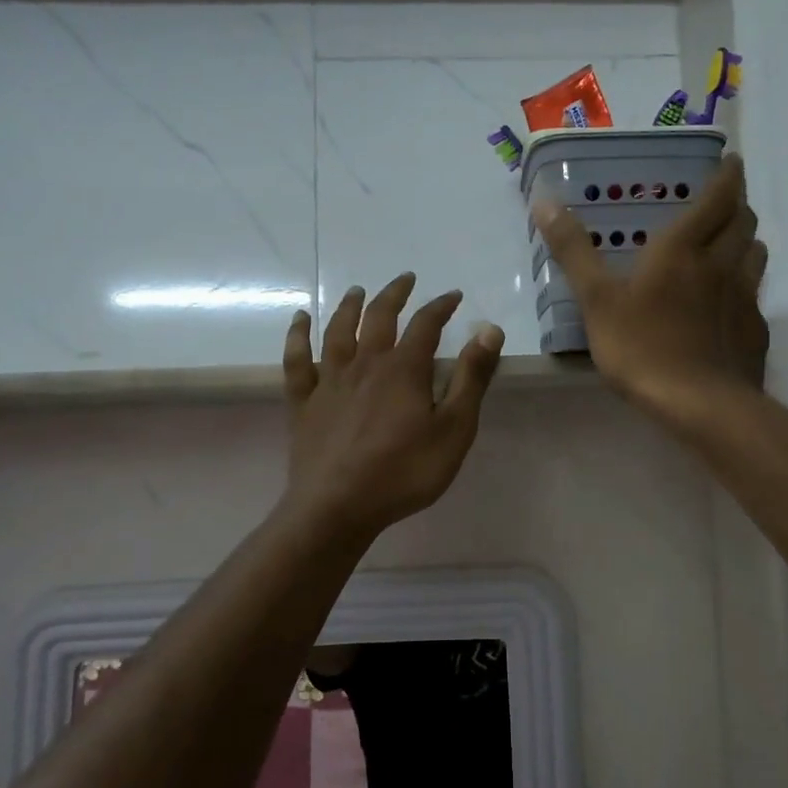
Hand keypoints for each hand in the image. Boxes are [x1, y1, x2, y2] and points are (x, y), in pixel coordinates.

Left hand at [281, 273, 503, 536]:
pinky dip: (298, 336)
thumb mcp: (454, 429)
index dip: (441, 306)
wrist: (338, 507)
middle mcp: (365, 364)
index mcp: (403, 369)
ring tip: (357, 291)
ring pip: (338, 331)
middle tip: (406, 279)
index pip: (426, 324)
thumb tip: (489, 329)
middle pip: (379, 317)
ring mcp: (330, 381)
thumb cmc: (404, 471)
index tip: (454, 296)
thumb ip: (472, 378)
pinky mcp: (304, 402)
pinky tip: (299, 320)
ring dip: (349, 306)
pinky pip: (297, 360)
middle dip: (394, 294)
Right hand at [533, 153, 768, 421]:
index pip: (718, 197)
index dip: (728, 175)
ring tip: (731, 244)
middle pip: (743, 221)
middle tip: (723, 203)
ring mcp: (744, 298)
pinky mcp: (755, 330)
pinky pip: (756, 294)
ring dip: (746, 240)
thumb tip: (545, 202)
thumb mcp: (596, 299)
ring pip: (756, 254)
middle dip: (737, 205)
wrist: (698, 404)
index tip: (732, 160)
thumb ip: (574, 251)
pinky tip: (730, 302)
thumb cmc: (641, 347)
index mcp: (684, 248)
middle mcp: (721, 264)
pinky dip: (747, 284)